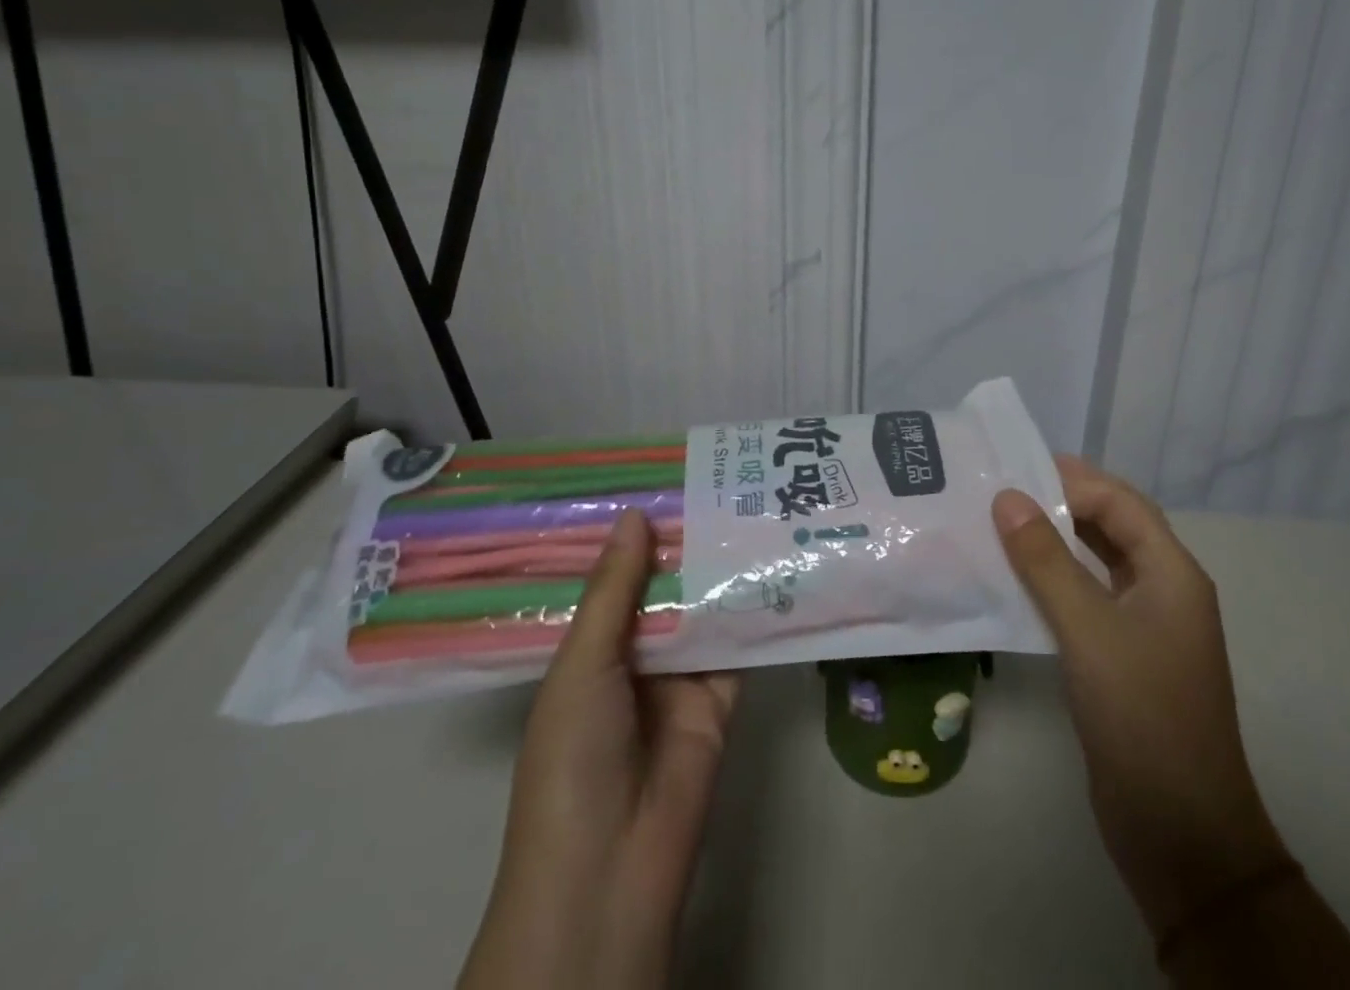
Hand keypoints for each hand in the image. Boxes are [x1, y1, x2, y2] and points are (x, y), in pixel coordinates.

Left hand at [460, 509, 739, 989]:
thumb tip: (635, 514)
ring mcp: (680, 677)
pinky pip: (739, 645)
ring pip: (703, 610)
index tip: (665, 481)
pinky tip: (776, 564)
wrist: (613, 868)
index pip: (616, 577)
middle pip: (665, 588)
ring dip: (722, 570)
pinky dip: (753, 610)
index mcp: (590, 648)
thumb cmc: (573, 758)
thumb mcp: (582, 665)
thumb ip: (615, 590)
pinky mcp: (722, 697)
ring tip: (752, 508)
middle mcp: (635, 655)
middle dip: (687, 544)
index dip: (636, 534)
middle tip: (721, 483)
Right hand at [992, 456, 1288, 937]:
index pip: (1121, 502)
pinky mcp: (1122, 657)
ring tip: (998, 524)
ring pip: (1097, 563)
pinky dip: (1053, 581)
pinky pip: (1086, 599)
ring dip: (1054, 542)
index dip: (1071, 480)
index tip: (1014, 469)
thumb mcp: (1088, 629)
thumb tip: (1007, 497)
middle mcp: (1163, 590)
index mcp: (1172, 574)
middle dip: (1060, 503)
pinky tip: (1014, 580)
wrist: (1180, 832)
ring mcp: (1145, 627)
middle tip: (1000, 489)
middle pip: (1112, 527)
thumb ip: (1046, 560)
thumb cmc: (1141, 715)